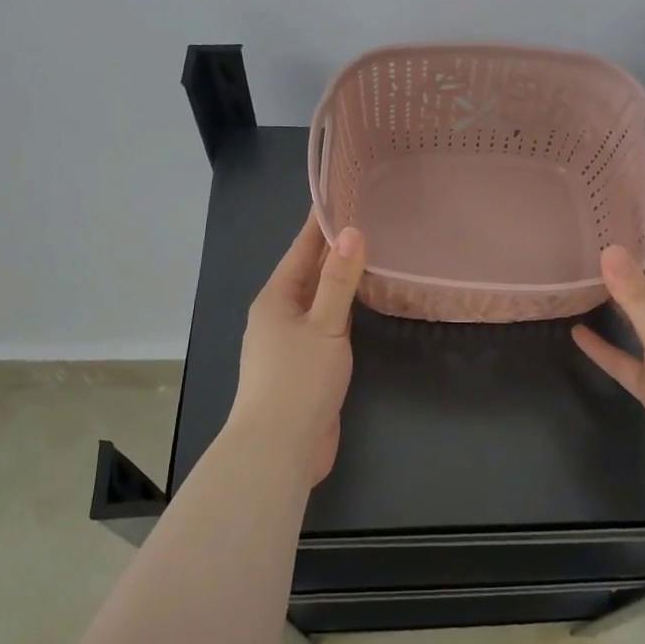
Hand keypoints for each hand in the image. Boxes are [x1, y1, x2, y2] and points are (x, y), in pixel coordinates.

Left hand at [230, 213, 365, 484]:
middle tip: (365, 219)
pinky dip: (341, 310)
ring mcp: (289, 343)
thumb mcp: (324, 325)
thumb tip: (352, 231)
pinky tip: (360, 306)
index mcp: (276, 299)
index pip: (301, 249)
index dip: (320, 223)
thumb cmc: (298, 380)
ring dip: (338, 279)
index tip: (339, 194)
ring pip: (316, 300)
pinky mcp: (303, 367)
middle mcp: (278, 315)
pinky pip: (324, 326)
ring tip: (369, 255)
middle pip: (308, 272)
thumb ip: (339, 281)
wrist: (278, 449)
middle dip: (332, 248)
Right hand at [572, 238, 644, 499]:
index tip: (613, 212)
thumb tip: (609, 248)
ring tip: (579, 279)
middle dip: (626, 265)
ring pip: (639, 322)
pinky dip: (606, 348)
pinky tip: (577, 334)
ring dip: (614, 304)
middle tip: (586, 240)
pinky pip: (627, 361)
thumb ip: (637, 297)